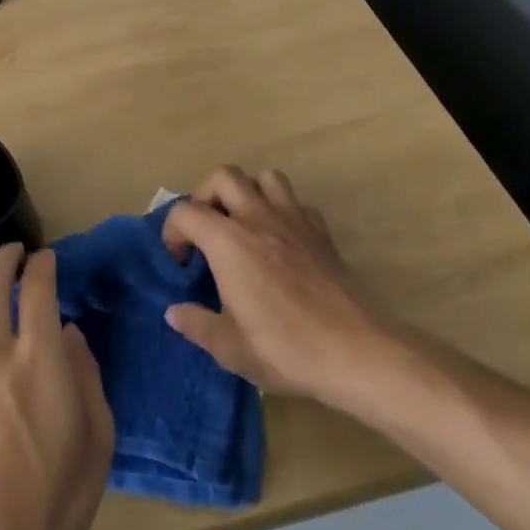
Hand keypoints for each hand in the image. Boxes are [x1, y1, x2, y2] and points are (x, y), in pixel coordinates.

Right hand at [161, 167, 393, 405]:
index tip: (179, 262)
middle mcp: (257, 218)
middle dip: (206, 194)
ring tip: (244, 223)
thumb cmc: (286, 348)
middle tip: (207, 228)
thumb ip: (197, 324)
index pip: (185, 212)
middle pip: (223, 176)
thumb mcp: (231, 347)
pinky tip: (283, 240)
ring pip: (265, 177)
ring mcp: (293, 220)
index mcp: (227, 241)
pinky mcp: (321, 233)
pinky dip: (283, 211)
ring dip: (249, 192)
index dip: (172, 232)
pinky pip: (297, 203)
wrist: (357, 353)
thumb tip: (174, 312)